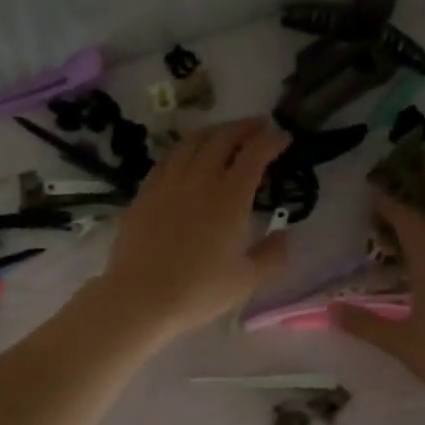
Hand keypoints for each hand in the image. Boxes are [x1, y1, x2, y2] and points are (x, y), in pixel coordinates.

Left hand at [95, 118, 290, 341]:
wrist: (140, 298)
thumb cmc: (198, 292)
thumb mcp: (246, 281)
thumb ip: (271, 256)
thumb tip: (285, 236)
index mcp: (229, 198)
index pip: (254, 155)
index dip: (271, 141)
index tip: (283, 137)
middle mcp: (199, 181)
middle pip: (222, 139)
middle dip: (244, 127)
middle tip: (259, 126)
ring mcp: (167, 184)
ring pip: (191, 142)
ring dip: (213, 131)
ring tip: (224, 133)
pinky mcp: (144, 194)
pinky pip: (166, 159)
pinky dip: (183, 148)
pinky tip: (185, 155)